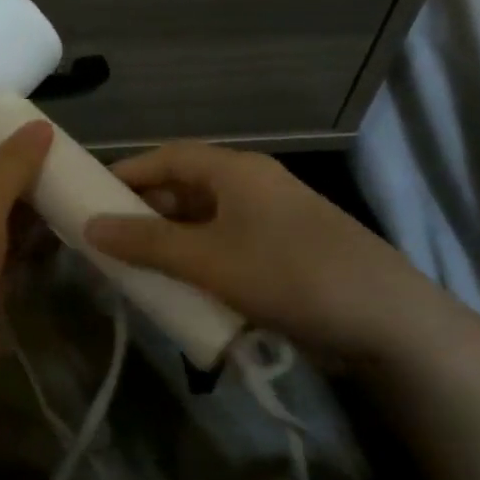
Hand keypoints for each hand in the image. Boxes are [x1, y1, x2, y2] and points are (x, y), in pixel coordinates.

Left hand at [0, 121, 52, 388]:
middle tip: (77, 165)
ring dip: (37, 214)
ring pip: (5, 225)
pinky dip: (37, 246)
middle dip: (29, 180)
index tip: (54, 137)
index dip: (10, 148)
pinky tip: (71, 232)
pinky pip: (14, 257)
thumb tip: (40, 125)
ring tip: (82, 192)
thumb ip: (10, 166)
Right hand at [82, 142, 465, 368]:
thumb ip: (146, 242)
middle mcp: (254, 186)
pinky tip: (184, 288)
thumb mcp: (207, 259)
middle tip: (110, 237)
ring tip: (137, 266)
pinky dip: (200, 261)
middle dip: (146, 211)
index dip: (128, 172)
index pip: (168, 156)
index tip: (92, 196)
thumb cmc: (288, 274)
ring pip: (206, 221)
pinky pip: (228, 246)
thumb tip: (90, 226)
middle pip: (186, 187)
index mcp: (236, 171)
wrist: (389, 322)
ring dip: (172, 240)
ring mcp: (273, 220)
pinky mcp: (287, 253)